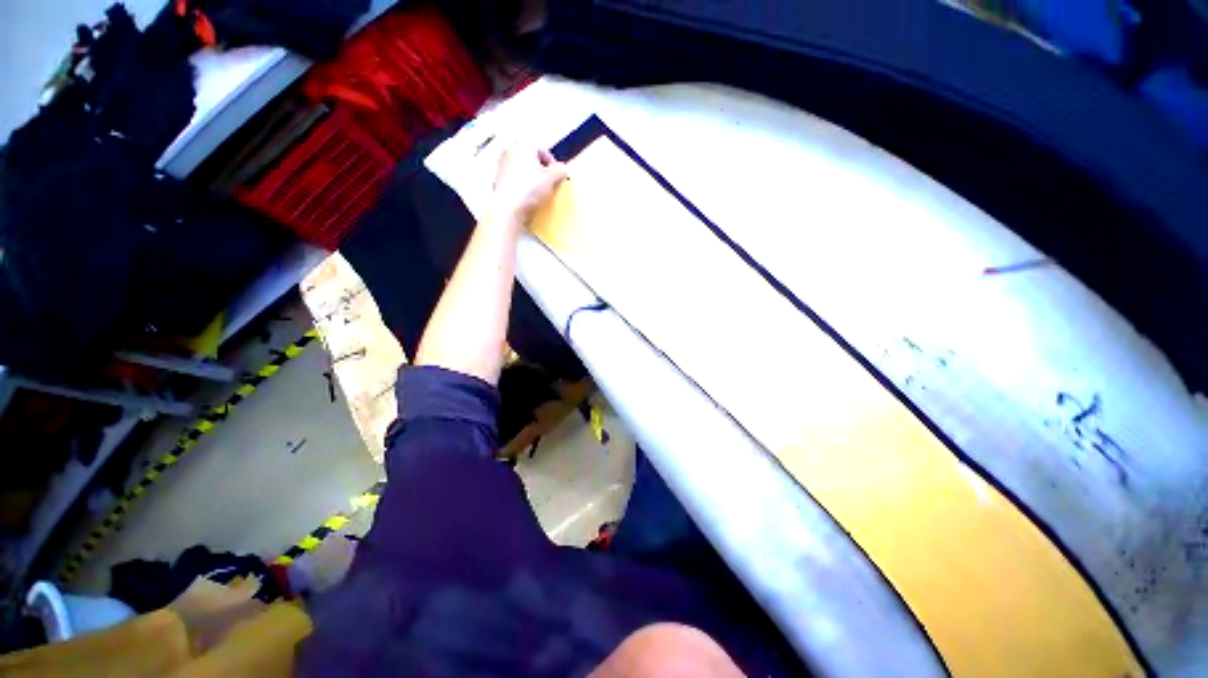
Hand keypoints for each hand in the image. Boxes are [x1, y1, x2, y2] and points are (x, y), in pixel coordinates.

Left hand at [490, 145, 567, 224]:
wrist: (508, 209)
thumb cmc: (529, 190)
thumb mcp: (551, 179)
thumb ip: (561, 171)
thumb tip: (563, 168)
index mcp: (523, 146)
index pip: (542, 150)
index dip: (553, 163)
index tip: (558, 175)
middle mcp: (510, 151)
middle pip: (531, 159)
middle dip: (542, 170)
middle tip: (550, 184)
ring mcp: (502, 166)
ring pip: (523, 169)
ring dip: (533, 179)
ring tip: (539, 192)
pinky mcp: (498, 180)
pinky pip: (516, 180)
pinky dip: (523, 186)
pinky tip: (528, 197)